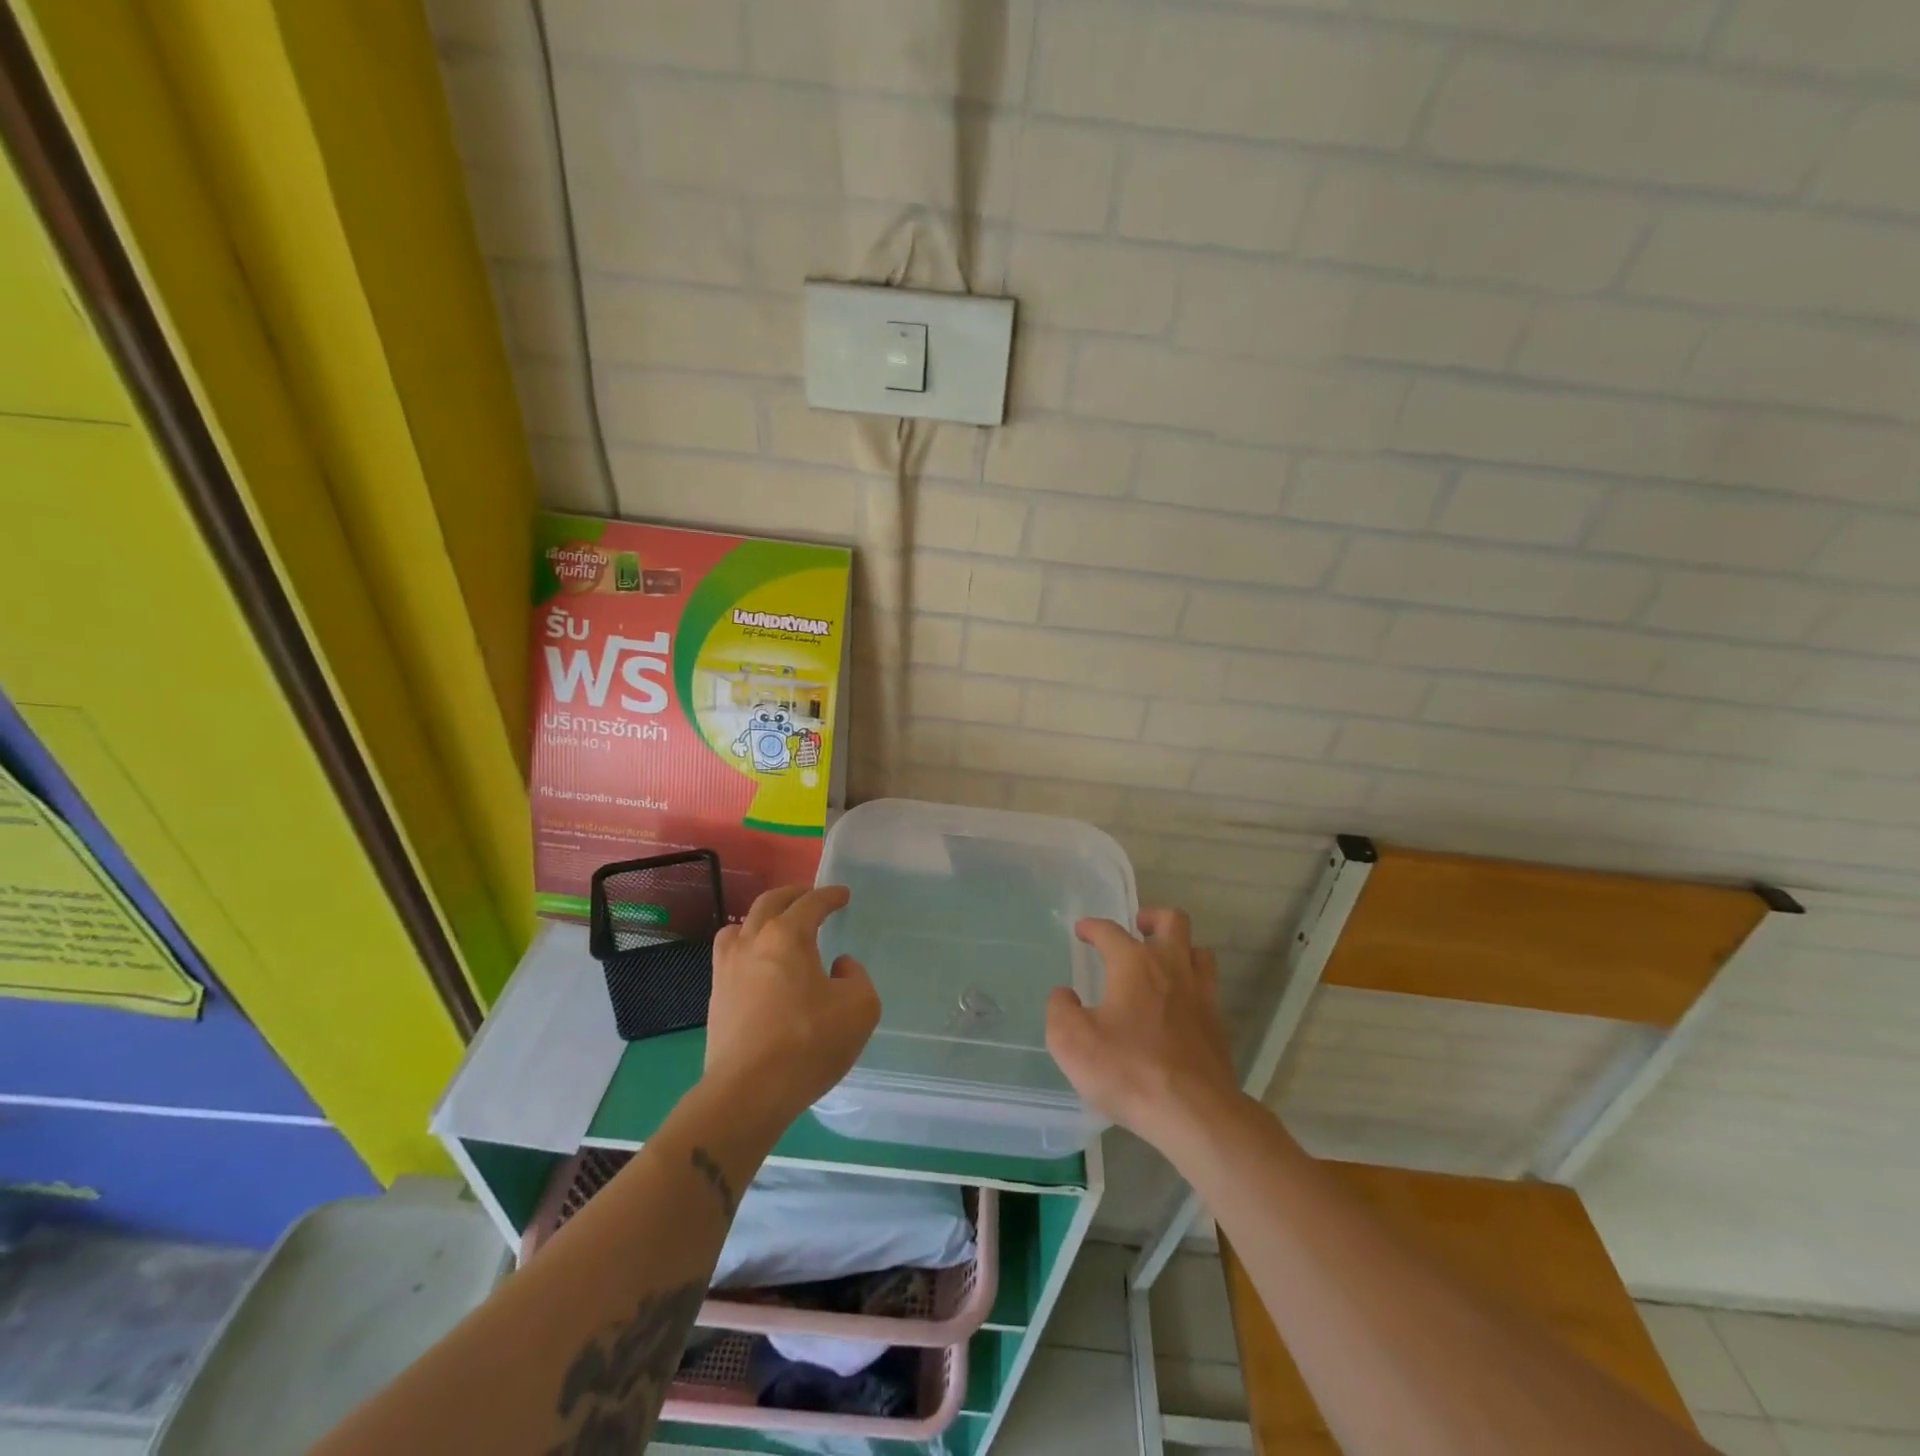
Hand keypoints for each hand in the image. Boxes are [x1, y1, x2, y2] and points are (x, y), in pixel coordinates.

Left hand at [704, 886, 880, 1125]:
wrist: (748, 1093)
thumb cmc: (808, 1043)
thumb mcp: (860, 1008)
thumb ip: (856, 977)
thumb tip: (838, 966)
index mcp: (788, 936)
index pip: (811, 903)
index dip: (829, 896)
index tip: (842, 895)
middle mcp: (753, 942)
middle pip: (769, 903)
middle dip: (793, 895)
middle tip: (810, 898)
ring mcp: (728, 969)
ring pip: (740, 926)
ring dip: (762, 918)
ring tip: (777, 927)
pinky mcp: (715, 997)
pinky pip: (728, 955)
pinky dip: (746, 946)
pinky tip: (758, 965)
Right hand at [1045, 908, 1239, 1148]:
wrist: (1194, 1113)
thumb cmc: (1128, 1071)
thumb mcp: (1072, 1042)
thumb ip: (1060, 1010)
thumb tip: (1064, 995)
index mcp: (1134, 964)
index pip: (1110, 931)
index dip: (1093, 927)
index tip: (1083, 930)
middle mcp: (1171, 967)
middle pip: (1172, 921)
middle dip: (1152, 918)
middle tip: (1137, 928)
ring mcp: (1200, 994)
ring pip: (1198, 950)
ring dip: (1180, 947)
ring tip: (1162, 961)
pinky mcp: (1217, 1024)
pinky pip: (1208, 986)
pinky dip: (1193, 983)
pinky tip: (1179, 1003)